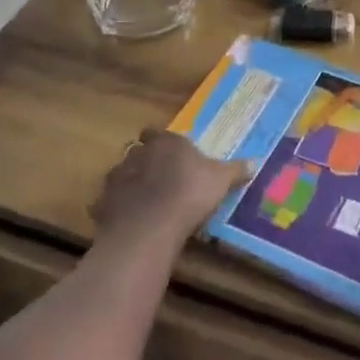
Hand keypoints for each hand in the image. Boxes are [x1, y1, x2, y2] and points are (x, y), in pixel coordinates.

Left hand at [91, 128, 250, 250]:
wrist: (150, 227)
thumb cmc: (190, 194)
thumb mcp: (220, 181)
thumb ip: (235, 170)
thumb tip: (255, 162)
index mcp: (165, 142)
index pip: (157, 131)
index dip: (162, 140)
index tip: (170, 151)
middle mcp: (138, 153)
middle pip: (137, 150)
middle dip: (144, 160)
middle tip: (158, 176)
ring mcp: (117, 178)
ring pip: (119, 174)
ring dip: (128, 183)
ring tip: (141, 200)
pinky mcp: (103, 204)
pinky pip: (106, 204)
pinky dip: (114, 210)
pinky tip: (125, 221)